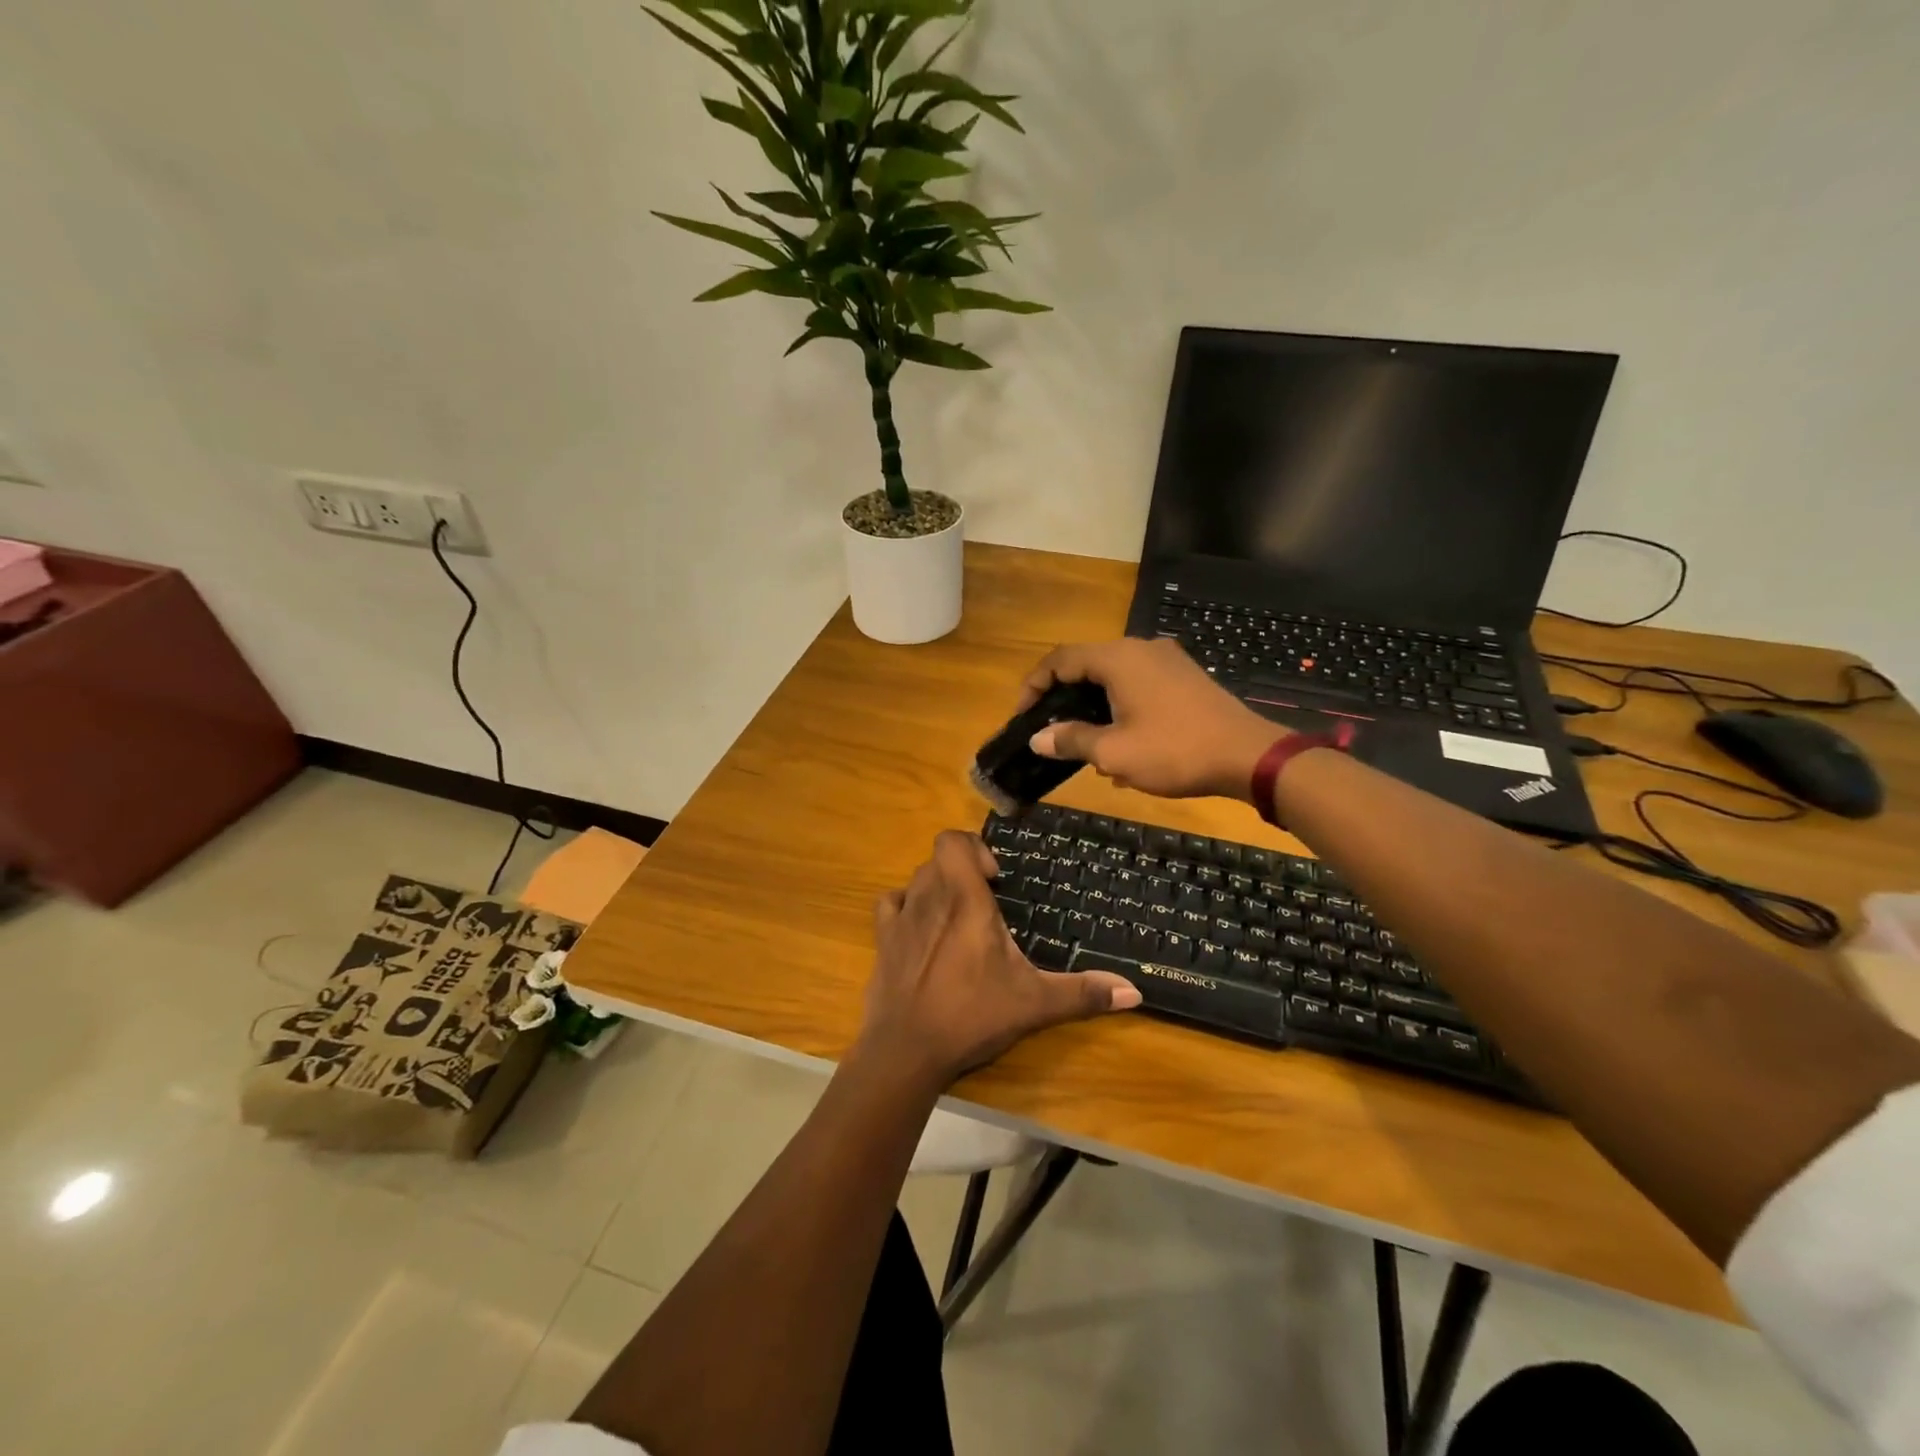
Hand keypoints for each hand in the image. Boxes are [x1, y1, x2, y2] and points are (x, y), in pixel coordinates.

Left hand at [858, 831, 1140, 1090]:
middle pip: (939, 859)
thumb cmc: (972, 1015)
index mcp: (965, 900)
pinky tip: (921, 931)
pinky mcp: (881, 940)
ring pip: (917, 879)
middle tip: (985, 904)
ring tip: (957, 919)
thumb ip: (1083, 993)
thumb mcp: (1034, 1004)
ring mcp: (901, 917)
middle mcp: (929, 897)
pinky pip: (890, 903)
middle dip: (963, 871)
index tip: (996, 880)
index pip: (953, 840)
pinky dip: (906, 906)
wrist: (906, 1050)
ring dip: (937, 887)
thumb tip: (1134, 991)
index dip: (974, 848)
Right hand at [1018, 638, 1285, 801]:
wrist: (1248, 756)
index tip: (1023, 717)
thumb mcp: (1113, 752)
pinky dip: (1120, 707)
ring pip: (1113, 677)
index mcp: (1118, 659)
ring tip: (1087, 745)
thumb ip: (1071, 740)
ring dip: (1093, 707)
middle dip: (1064, 698)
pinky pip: (1138, 684)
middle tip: (1050, 731)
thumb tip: (1038, 738)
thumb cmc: (1174, 751)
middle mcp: (1140, 649)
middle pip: (1086, 665)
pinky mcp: (1184, 677)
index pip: (1060, 660)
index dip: (1034, 685)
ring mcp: (1166, 660)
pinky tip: (1124, 744)